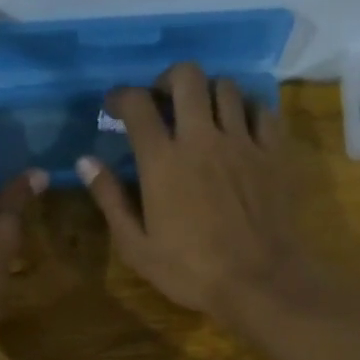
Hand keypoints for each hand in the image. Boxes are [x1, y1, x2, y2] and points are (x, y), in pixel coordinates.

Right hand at [77, 63, 312, 325]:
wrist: (259, 282)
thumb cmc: (191, 271)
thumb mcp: (137, 247)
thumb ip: (110, 200)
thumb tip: (85, 162)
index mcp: (163, 161)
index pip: (137, 104)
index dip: (120, 96)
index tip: (114, 107)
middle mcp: (202, 138)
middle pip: (186, 77)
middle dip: (168, 79)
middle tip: (162, 101)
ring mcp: (242, 142)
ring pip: (226, 87)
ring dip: (208, 92)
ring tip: (202, 114)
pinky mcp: (274, 153)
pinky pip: (262, 110)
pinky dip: (247, 110)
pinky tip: (240, 128)